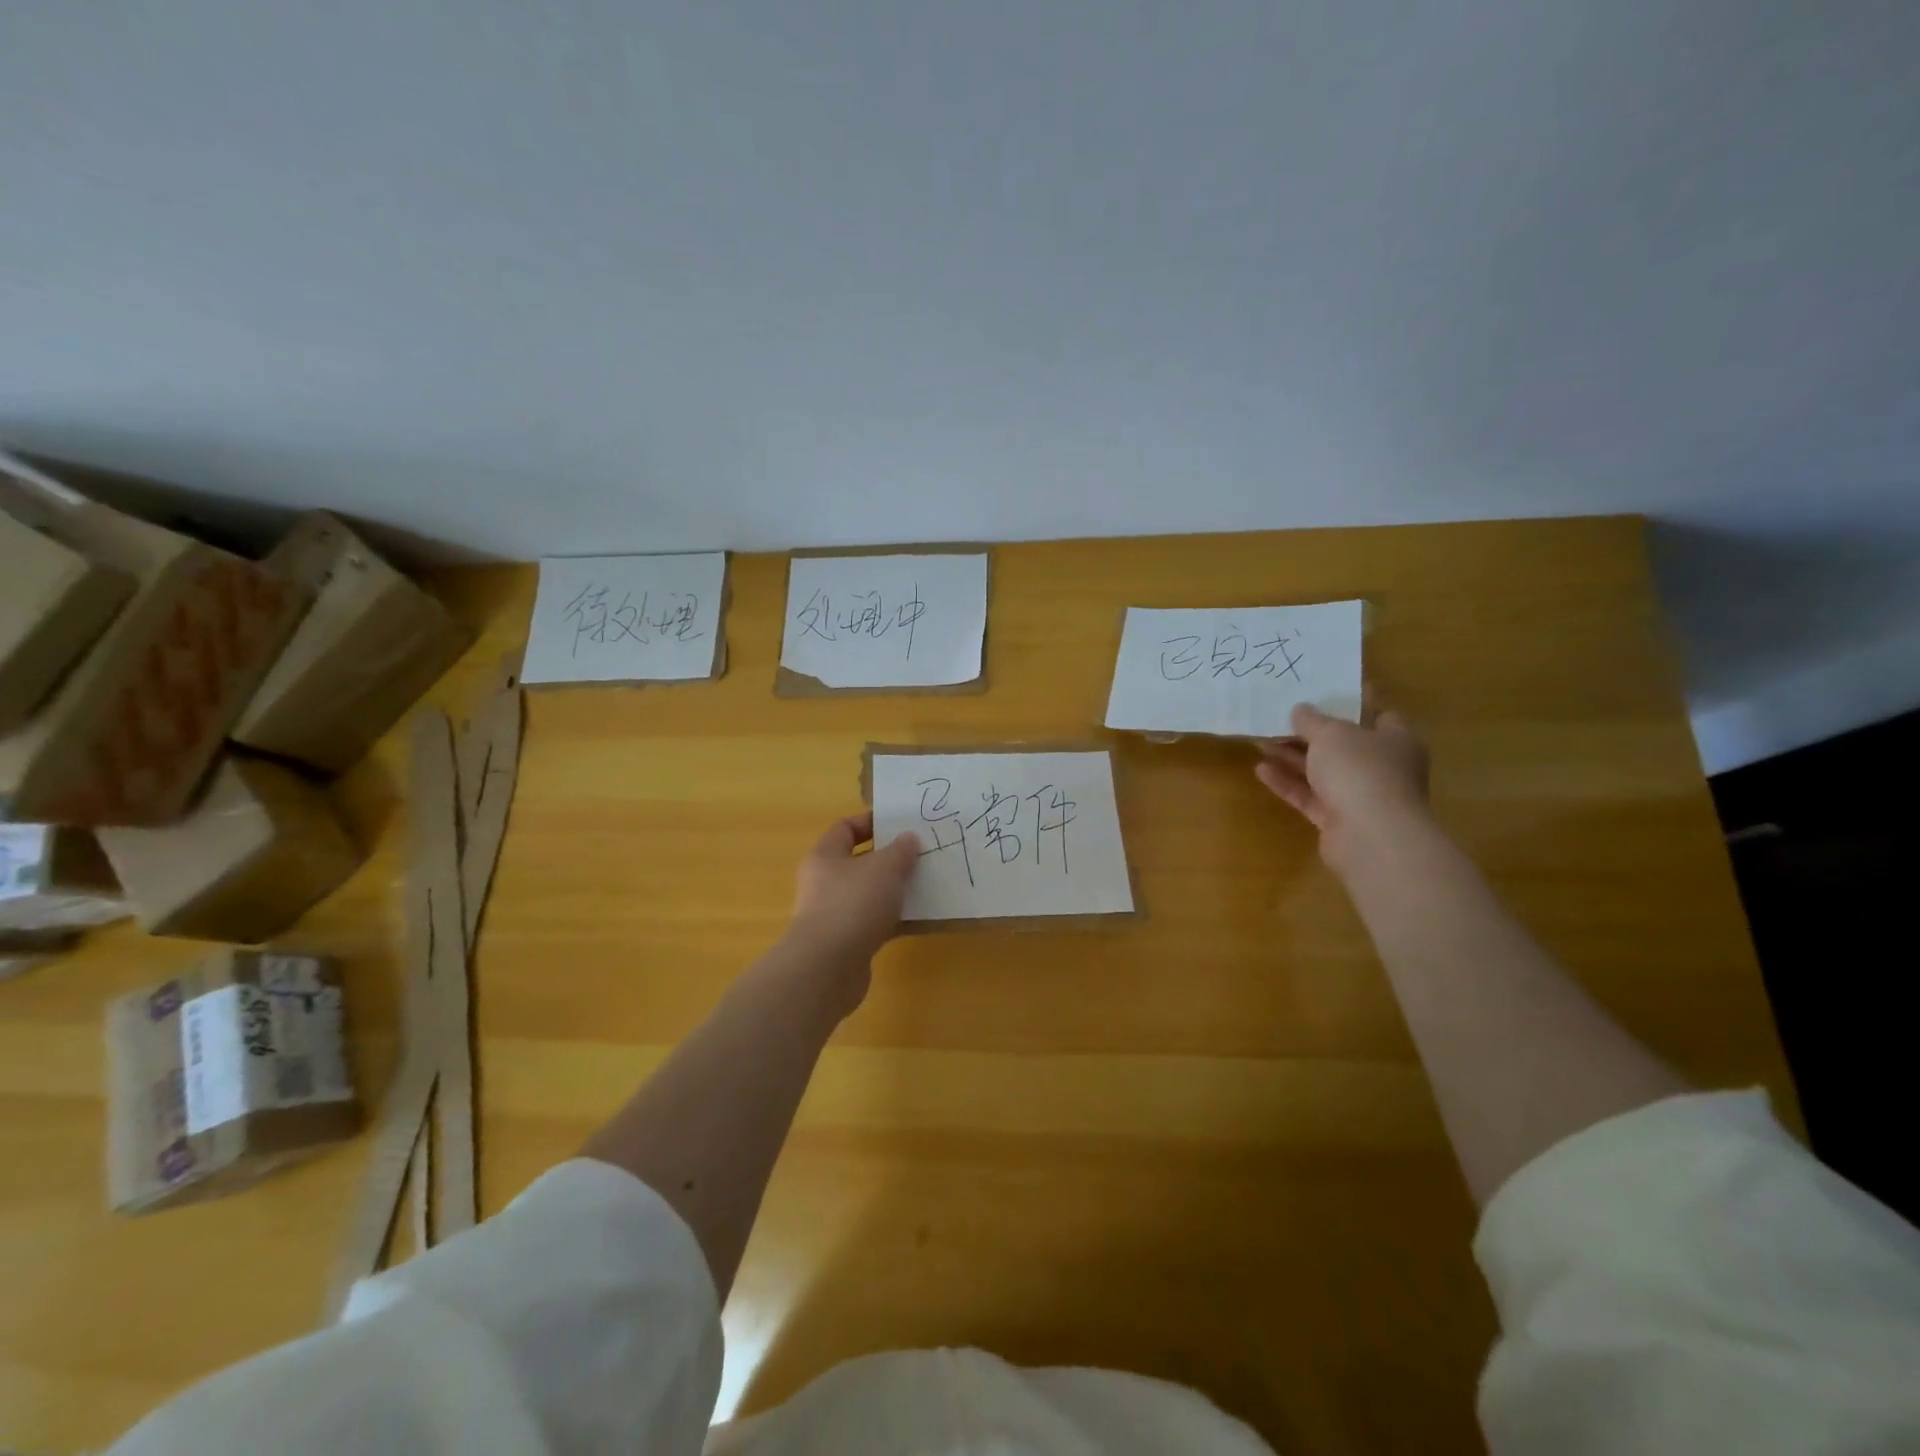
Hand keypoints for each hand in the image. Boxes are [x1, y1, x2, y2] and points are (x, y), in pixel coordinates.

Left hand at [789, 812, 921, 972]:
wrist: (828, 968)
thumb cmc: (853, 904)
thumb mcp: (885, 868)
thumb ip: (900, 850)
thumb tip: (908, 839)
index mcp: (825, 856)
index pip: (845, 828)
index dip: (871, 822)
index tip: (901, 824)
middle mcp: (824, 882)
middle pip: (859, 862)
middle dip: (890, 858)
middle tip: (921, 854)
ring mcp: (834, 914)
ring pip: (869, 894)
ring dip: (895, 890)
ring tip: (927, 884)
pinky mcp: (846, 943)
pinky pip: (875, 922)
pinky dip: (895, 919)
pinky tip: (920, 918)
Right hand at [1255, 704, 1430, 870]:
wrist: (1370, 836)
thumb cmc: (1361, 770)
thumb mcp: (1331, 733)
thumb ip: (1312, 720)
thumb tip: (1300, 709)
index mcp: (1396, 739)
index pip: (1378, 713)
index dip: (1352, 701)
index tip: (1324, 689)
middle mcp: (1382, 766)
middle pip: (1344, 744)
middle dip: (1311, 732)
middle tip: (1280, 715)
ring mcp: (1360, 795)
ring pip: (1322, 771)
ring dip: (1292, 757)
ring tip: (1260, 740)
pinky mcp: (1338, 820)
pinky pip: (1309, 796)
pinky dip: (1288, 783)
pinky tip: (1261, 770)